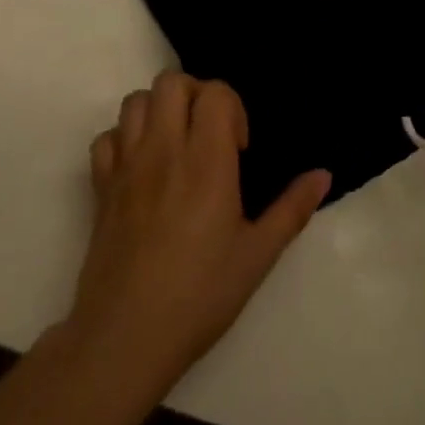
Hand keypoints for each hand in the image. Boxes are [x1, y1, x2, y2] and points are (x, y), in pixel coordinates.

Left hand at [70, 72, 330, 393]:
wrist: (123, 342)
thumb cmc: (198, 297)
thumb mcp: (257, 256)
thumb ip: (292, 209)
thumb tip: (324, 174)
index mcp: (206, 161)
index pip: (215, 92)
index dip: (232, 107)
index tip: (239, 148)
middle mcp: (164, 151)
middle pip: (171, 82)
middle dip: (195, 95)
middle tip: (209, 135)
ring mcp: (126, 168)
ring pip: (136, 101)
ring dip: (158, 111)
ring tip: (176, 145)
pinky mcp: (100, 190)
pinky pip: (106, 139)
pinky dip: (123, 141)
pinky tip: (141, 169)